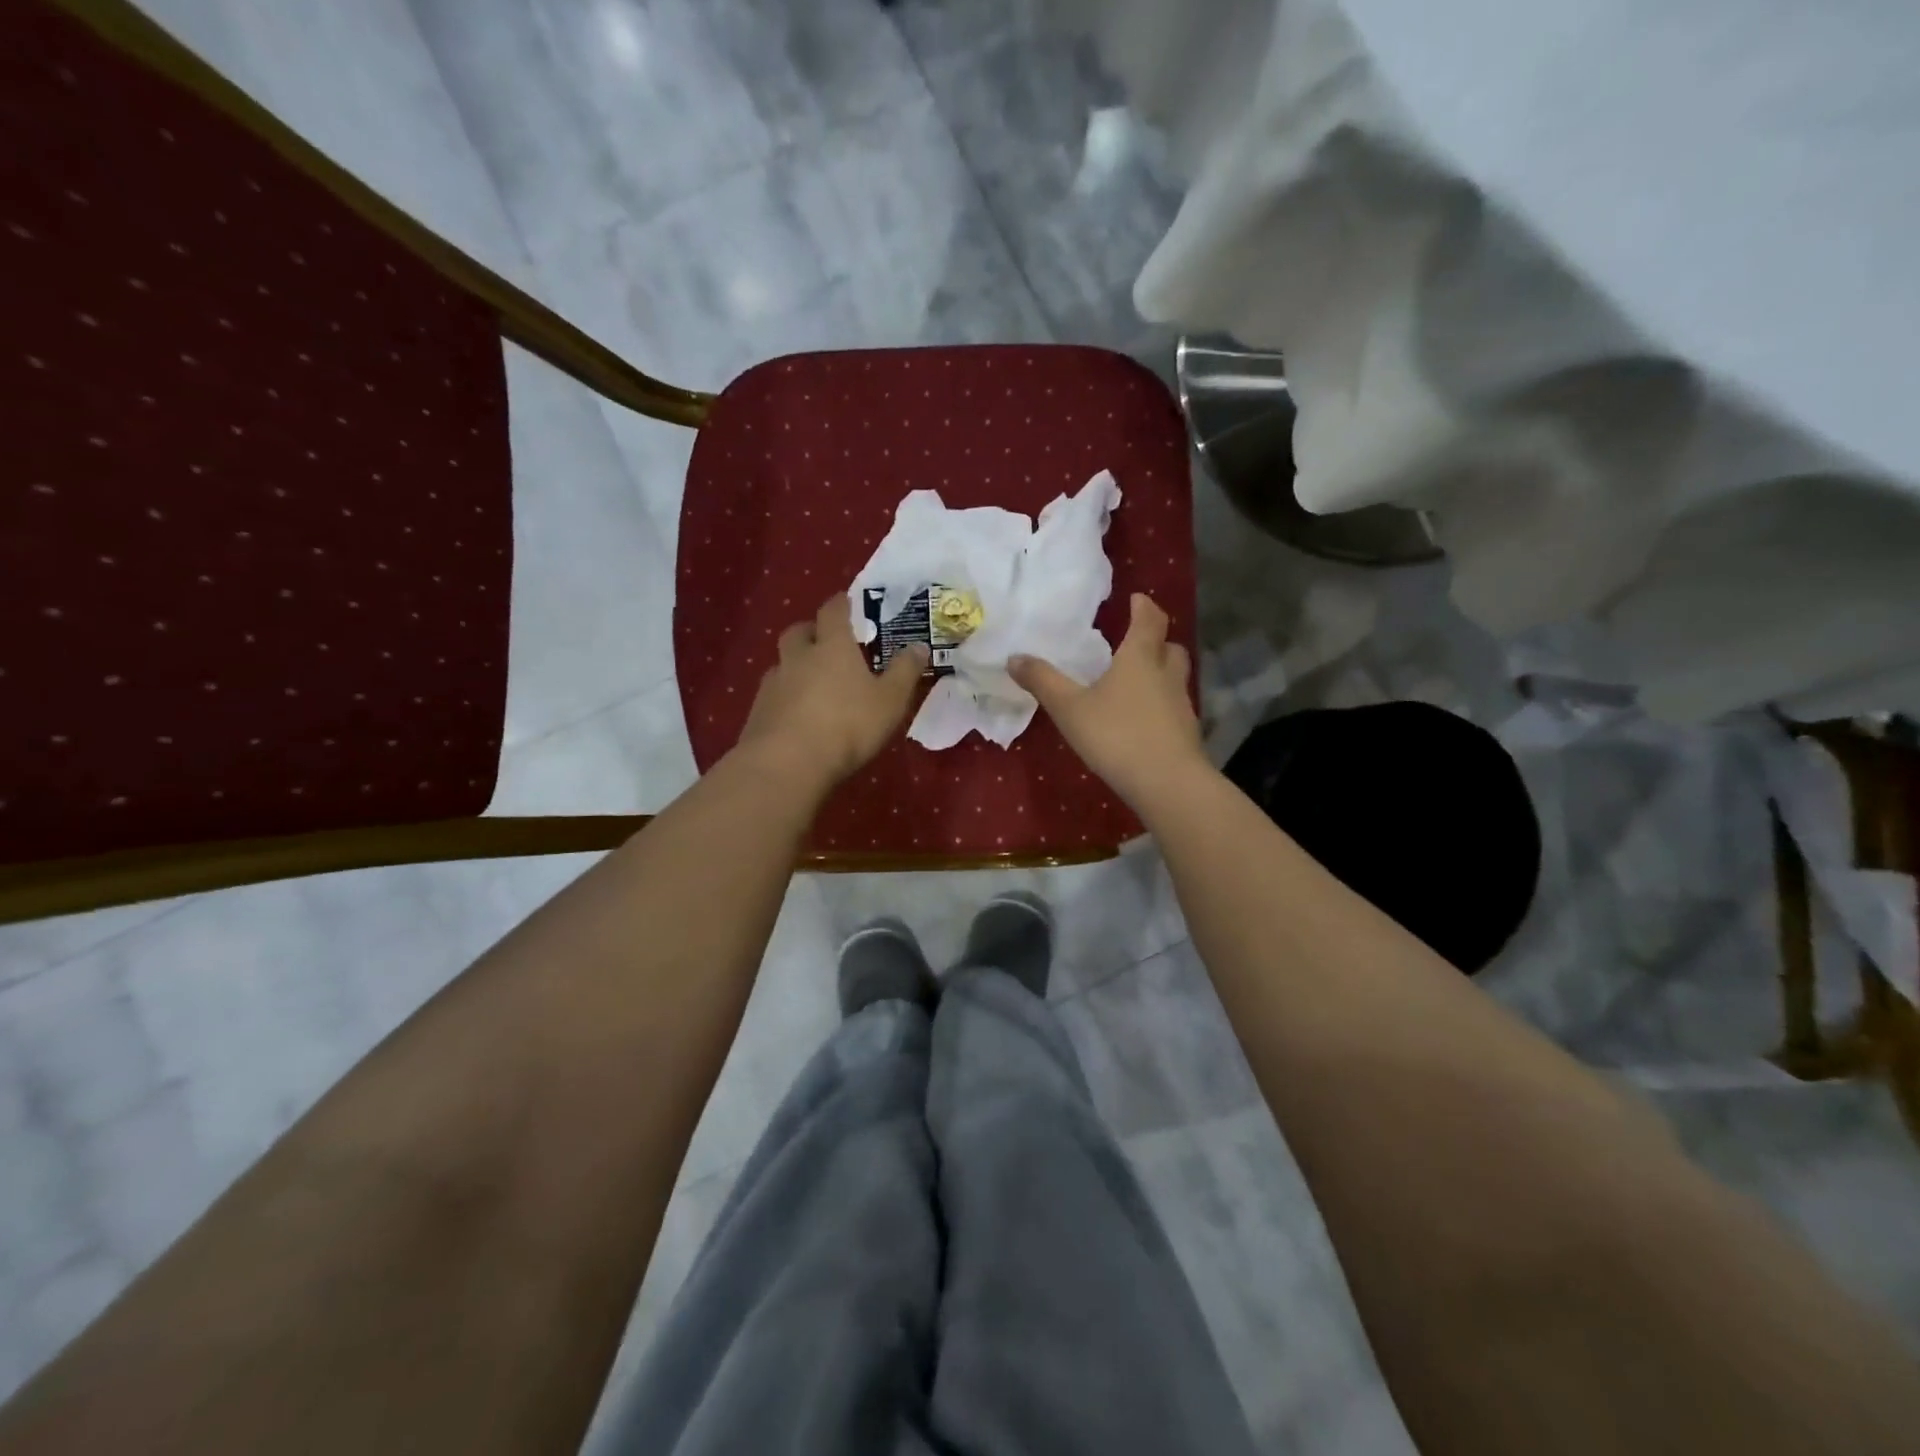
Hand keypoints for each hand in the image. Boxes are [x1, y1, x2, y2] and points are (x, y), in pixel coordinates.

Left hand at [736, 594, 928, 786]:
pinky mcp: (758, 711)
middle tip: (827, 642)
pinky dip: (785, 695)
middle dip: (812, 631)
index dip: (841, 604)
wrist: (788, 763)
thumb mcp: (890, 700)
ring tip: (812, 681)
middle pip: (799, 631)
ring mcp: (774, 683)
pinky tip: (796, 713)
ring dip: (795, 664)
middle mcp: (799, 656)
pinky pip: (772, 692)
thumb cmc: (848, 725)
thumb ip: (905, 671)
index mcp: (833, 646)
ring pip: (782, 662)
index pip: (833, 611)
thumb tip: (920, 645)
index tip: (848, 602)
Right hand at [1010, 593, 1207, 810]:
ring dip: (1160, 673)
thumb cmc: (1117, 735)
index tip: (1136, 599)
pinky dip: (1161, 705)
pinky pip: (1173, 707)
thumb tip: (1014, 657)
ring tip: (1136, 682)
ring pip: (1175, 677)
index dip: (1144, 606)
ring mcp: (1181, 705)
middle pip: (1170, 647)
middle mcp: (1166, 674)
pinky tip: (1142, 721)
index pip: (1149, 620)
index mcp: (1140, 658)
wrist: (1168, 783)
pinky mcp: (1187, 733)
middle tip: (1136, 642)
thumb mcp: (1070, 708)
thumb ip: (1043, 682)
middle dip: (1156, 640)